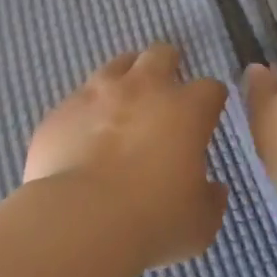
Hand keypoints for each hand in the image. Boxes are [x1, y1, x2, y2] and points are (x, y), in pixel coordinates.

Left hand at [23, 43, 229, 268]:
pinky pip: (79, 98)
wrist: (80, 219)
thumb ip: (210, 199)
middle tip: (165, 91)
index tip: (207, 116)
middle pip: (162, 54)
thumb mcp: (199, 222)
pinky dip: (87, 110)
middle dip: (168, 66)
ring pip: (118, 65)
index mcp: (186, 110)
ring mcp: (98, 93)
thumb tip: (214, 190)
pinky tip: (84, 133)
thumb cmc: (153, 219)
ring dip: (126, 78)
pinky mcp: (62, 109)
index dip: (211, 100)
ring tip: (123, 102)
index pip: (210, 88)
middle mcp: (144, 88)